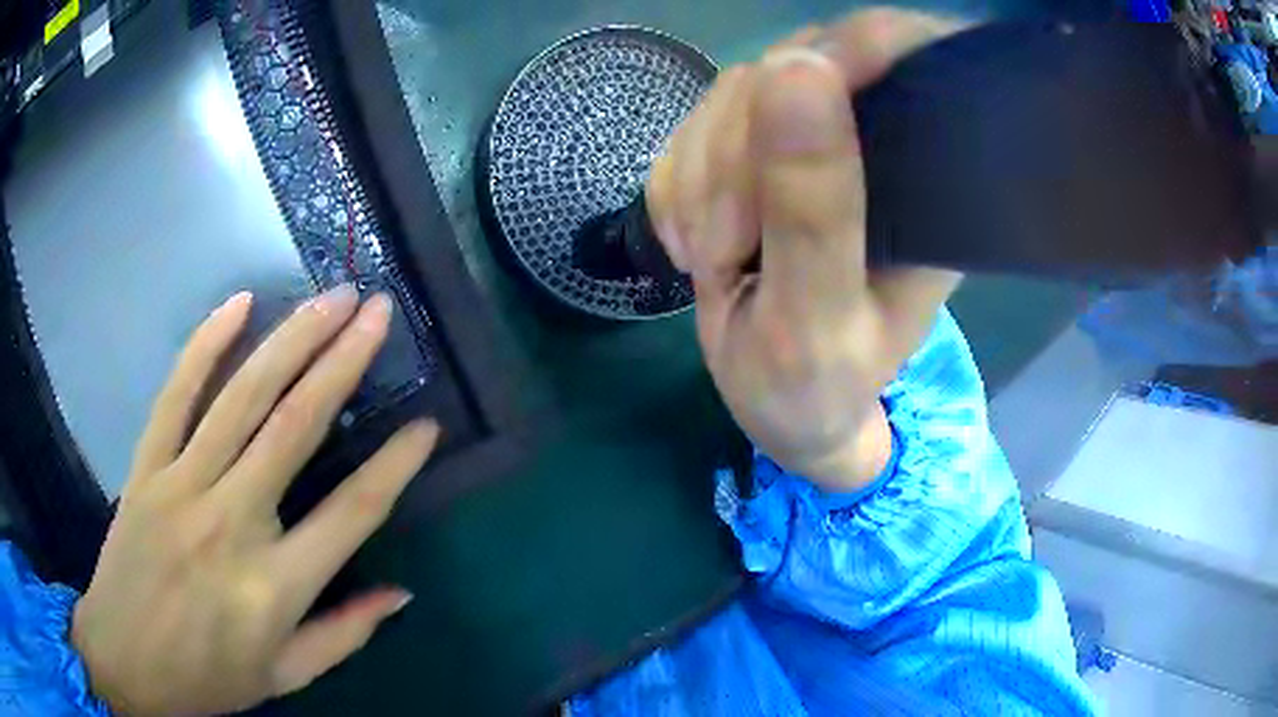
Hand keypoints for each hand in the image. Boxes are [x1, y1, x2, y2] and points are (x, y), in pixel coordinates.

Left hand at [71, 286, 437, 714]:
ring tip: (332, 299)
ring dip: (291, 340)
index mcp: (273, 588)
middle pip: (295, 429)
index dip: (394, 467)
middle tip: (378, 312)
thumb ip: (344, 636)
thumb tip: (401, 593)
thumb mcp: (285, 677)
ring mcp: (181, 487)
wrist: (124, 660)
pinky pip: (175, 395)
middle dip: (343, 363)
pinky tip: (238, 304)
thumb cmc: (207, 678)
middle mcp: (230, 524)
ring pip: (241, 398)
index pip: (351, 516)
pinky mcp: (146, 469)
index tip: (427, 426)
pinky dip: (205, 345)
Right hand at [647, 9, 965, 490]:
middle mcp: (879, 147)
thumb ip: (813, 206)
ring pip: (735, 94)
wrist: (778, 407)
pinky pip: (694, 128)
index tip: (790, 98)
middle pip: (799, 70)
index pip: (908, 60)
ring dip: (700, 181)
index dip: (851, 51)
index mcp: (928, 187)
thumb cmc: (814, 388)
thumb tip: (796, 69)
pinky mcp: (759, 151)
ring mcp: (813, 141)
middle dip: (737, 155)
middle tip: (724, 249)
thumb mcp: (815, 319)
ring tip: (712, 261)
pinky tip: (696, 245)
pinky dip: (678, 190)